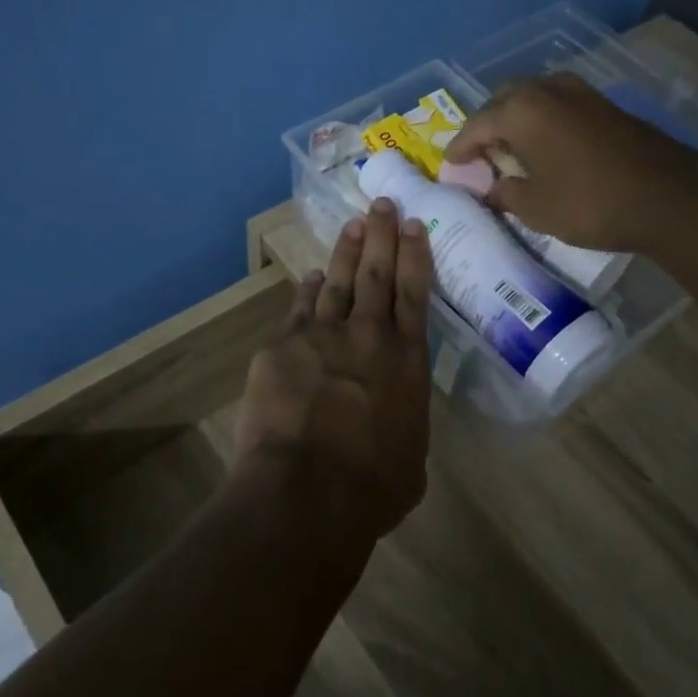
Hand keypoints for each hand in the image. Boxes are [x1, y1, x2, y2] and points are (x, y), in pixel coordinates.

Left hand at [234, 198, 433, 543]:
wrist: (306, 492)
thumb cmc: (372, 487)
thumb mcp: (411, 456)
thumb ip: (405, 421)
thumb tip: (395, 415)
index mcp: (407, 359)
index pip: (415, 293)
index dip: (415, 255)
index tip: (414, 224)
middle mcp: (368, 335)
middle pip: (376, 273)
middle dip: (382, 235)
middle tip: (384, 204)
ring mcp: (322, 336)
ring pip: (338, 281)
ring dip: (347, 251)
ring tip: (354, 224)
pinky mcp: (282, 348)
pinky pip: (299, 309)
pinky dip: (307, 290)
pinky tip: (310, 277)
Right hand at [444, 73, 697, 251]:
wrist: (668, 196)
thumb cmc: (590, 203)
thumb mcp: (536, 208)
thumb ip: (506, 194)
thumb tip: (492, 189)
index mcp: (522, 111)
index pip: (477, 124)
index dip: (461, 146)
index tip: (450, 162)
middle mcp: (548, 91)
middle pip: (505, 98)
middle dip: (488, 122)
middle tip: (482, 152)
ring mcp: (581, 94)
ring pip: (535, 96)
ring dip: (518, 117)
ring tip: (513, 148)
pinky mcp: (605, 106)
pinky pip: (559, 104)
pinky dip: (544, 120)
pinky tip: (547, 146)